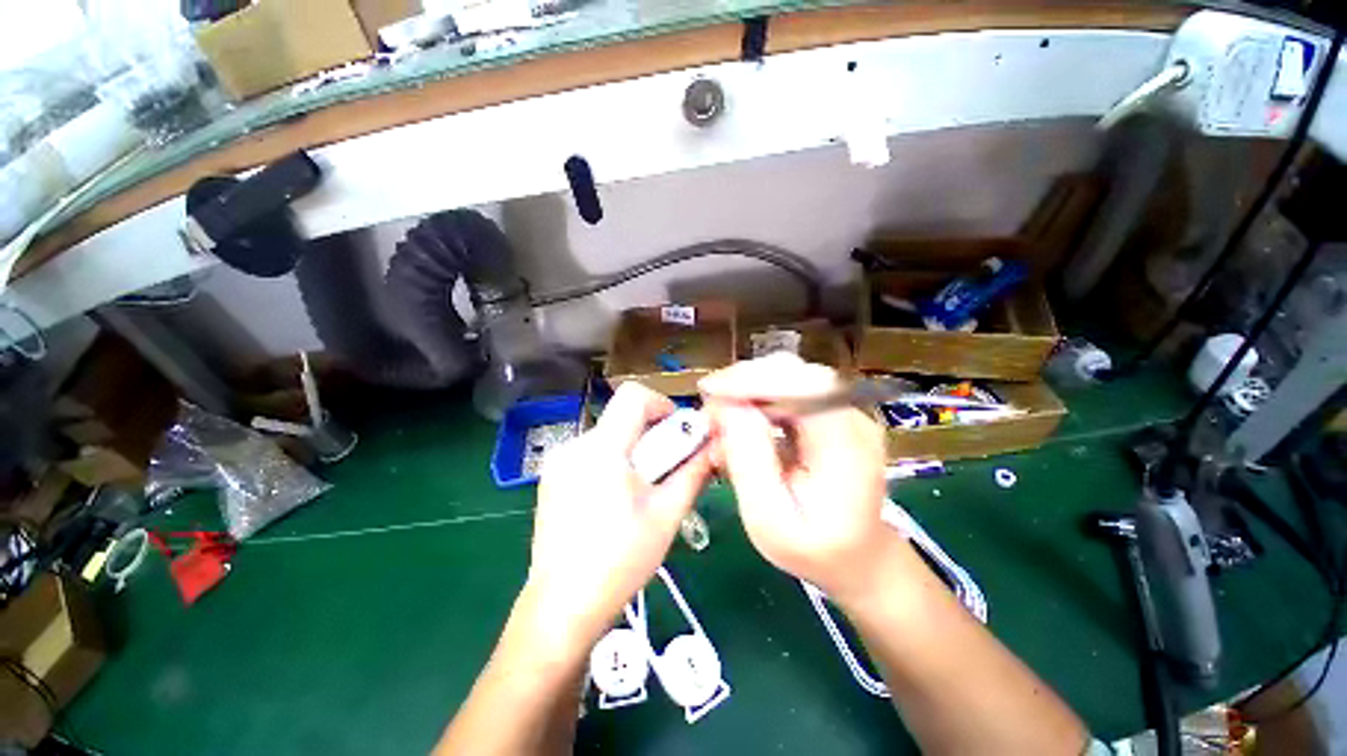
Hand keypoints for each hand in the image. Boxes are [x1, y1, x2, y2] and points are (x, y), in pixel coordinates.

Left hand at [524, 382, 711, 650]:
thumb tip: (714, 443)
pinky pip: (591, 452)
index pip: (633, 396)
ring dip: (634, 450)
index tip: (677, 433)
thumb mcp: (667, 515)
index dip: (662, 405)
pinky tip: (617, 499)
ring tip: (643, 490)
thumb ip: (694, 472)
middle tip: (667, 468)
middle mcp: (574, 446)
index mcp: (602, 449)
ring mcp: (558, 462)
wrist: (561, 608)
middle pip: (622, 417)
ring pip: (609, 435)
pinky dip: (613, 461)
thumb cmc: (620, 562)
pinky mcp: (552, 477)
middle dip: (652, 434)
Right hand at [700, 354, 906, 603]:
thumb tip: (727, 407)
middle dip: (743, 383)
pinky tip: (738, 421)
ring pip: (787, 377)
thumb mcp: (770, 520)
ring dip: (746, 391)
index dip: (752, 381)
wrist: (856, 557)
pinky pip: (788, 390)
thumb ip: (749, 462)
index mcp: (847, 444)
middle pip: (792, 373)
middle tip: (709, 408)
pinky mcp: (830, 412)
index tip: (709, 390)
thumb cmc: (813, 550)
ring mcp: (843, 410)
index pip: (801, 386)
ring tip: (720, 419)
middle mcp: (852, 416)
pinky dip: (756, 399)